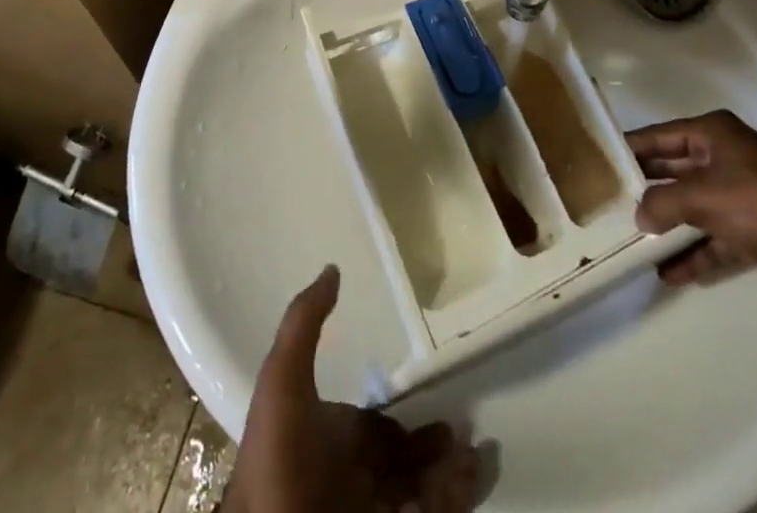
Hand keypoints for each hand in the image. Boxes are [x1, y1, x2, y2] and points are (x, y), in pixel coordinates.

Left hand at [224, 266, 479, 512]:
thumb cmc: (281, 456)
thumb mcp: (283, 380)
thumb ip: (304, 323)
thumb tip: (332, 268)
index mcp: (329, 442)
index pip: (375, 429)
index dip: (404, 419)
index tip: (438, 403)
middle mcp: (350, 478)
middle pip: (402, 462)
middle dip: (435, 448)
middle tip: (464, 431)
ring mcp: (368, 507)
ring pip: (421, 489)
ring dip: (450, 474)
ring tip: (476, 456)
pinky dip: (452, 498)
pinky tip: (469, 479)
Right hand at [630, 110, 756, 299]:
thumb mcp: (701, 198)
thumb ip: (662, 204)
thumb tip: (639, 216)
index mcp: (713, 133)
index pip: (660, 136)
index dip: (632, 149)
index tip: (601, 162)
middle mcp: (726, 155)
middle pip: (676, 169)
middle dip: (648, 189)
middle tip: (612, 202)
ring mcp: (743, 191)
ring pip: (695, 205)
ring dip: (670, 224)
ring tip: (635, 241)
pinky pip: (716, 236)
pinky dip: (696, 252)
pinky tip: (670, 274)